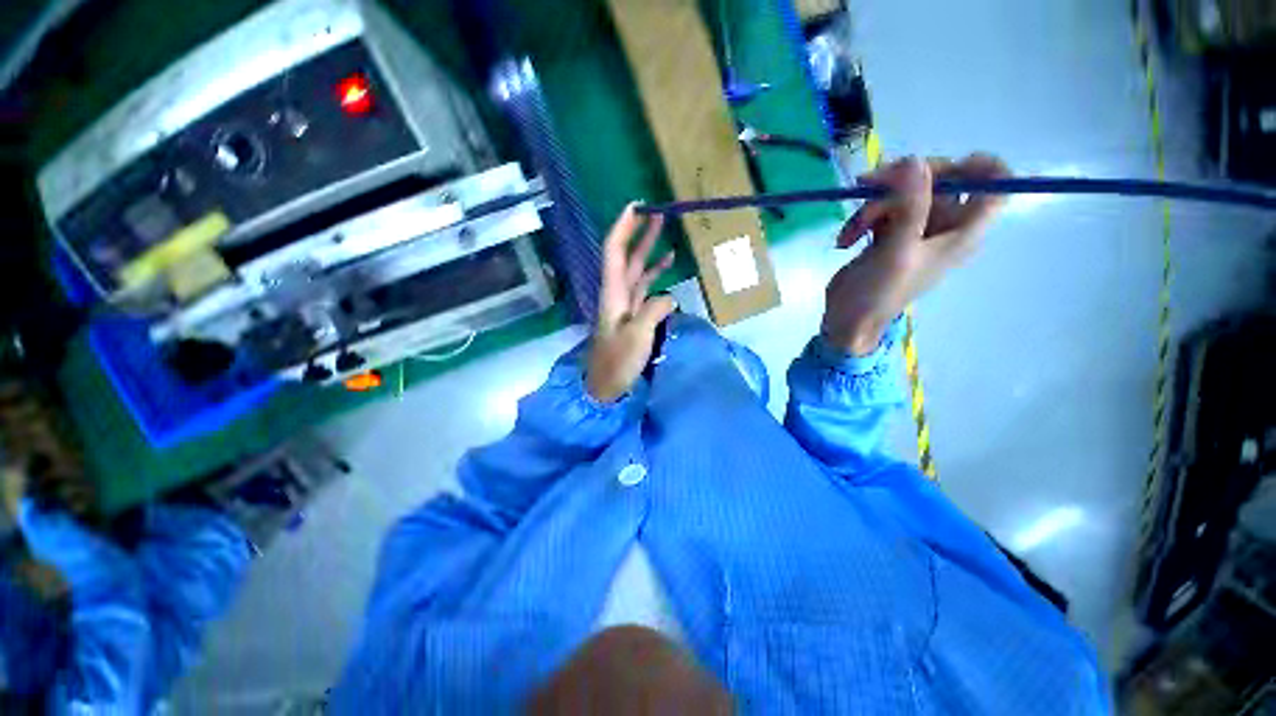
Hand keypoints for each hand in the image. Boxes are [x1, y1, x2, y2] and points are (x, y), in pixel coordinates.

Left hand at [585, 205, 676, 401]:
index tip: (636, 205)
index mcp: (613, 293)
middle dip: (639, 233)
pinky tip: (668, 267)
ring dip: (649, 251)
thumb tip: (669, 297)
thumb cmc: (617, 362)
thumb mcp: (637, 336)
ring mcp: (626, 305)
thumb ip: (654, 311)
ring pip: (637, 270)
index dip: (623, 227)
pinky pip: (645, 289)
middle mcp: (617, 294)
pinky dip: (656, 276)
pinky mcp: (634, 316)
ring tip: (664, 232)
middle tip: (657, 212)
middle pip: (627, 257)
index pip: (615, 251)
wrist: (605, 387)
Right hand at [822, 154, 1009, 353]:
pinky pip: (881, 209)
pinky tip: (845, 239)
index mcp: (962, 232)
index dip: (979, 167)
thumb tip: (916, 161)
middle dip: (902, 181)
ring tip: (851, 231)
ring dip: (872, 204)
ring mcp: (914, 229)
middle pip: (941, 180)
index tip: (940, 166)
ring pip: (904, 193)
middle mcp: (944, 226)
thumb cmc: (879, 293)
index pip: (995, 186)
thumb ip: (911, 206)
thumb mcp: (897, 251)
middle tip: (869, 186)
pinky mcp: (888, 234)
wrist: (848, 320)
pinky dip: (861, 218)